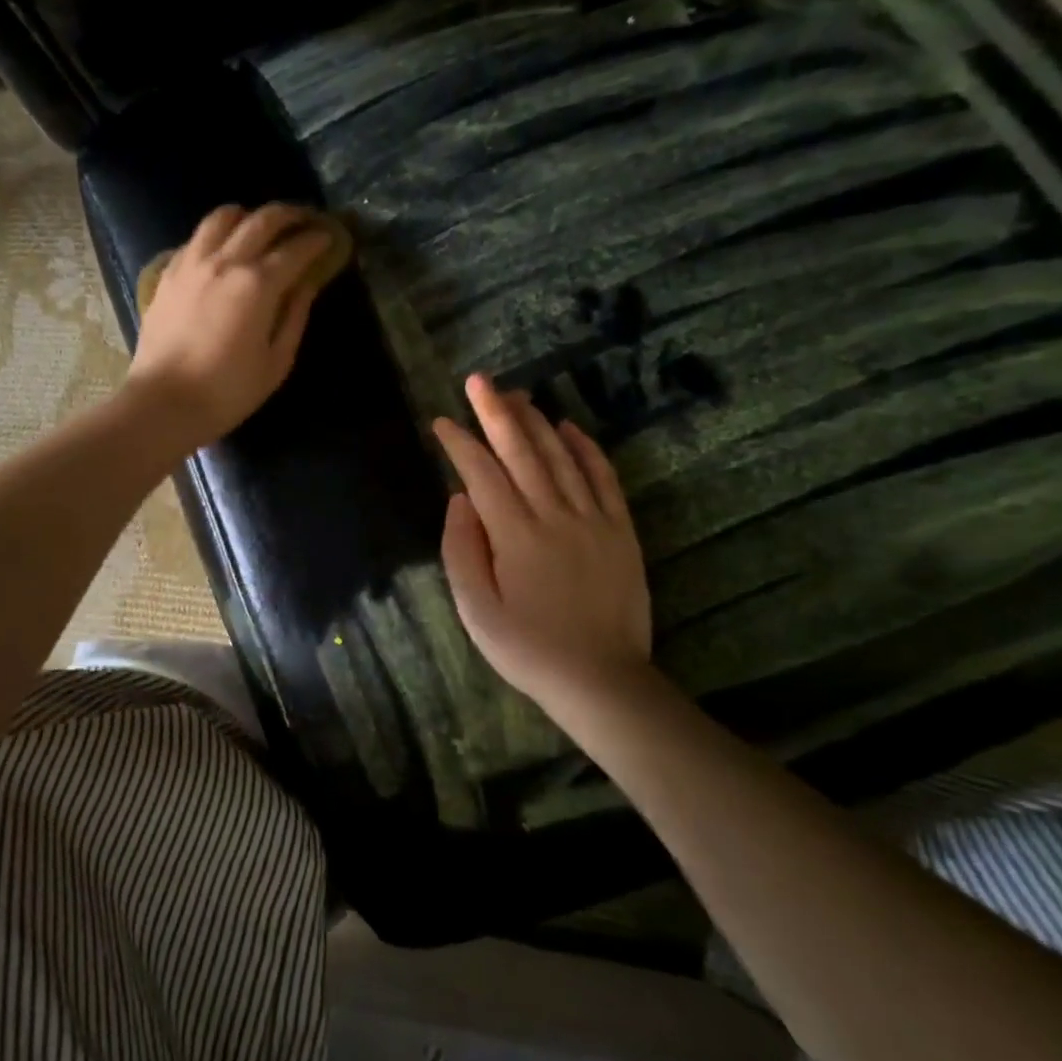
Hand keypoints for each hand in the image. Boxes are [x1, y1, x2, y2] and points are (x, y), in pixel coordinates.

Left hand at [125, 203, 332, 450]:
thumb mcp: (276, 362)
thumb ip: (295, 317)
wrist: (164, 402)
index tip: (329, 237)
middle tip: (302, 220)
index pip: (295, 249)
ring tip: (258, 226)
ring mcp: (192, 263)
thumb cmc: (228, 391)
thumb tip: (306, 285)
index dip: (316, 240)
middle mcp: (225, 261)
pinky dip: (216, 235)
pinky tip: (221, 250)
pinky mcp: (168, 273)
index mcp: (258, 284)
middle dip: (288, 215)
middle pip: (261, 220)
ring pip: (222, 217)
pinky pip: (196, 238)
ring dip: (247, 216)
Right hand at [433, 373, 653, 722]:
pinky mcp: (619, 530)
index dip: (460, 444)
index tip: (442, 422)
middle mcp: (554, 515)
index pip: (482, 474)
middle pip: (522, 451)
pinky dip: (586, 447)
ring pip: (561, 456)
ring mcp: (592, 519)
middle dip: (497, 412)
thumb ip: (462, 551)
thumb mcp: (476, 611)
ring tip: (516, 395)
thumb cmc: (528, 649)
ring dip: (536, 421)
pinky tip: (569, 427)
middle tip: (479, 381)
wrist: (601, 679)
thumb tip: (459, 499)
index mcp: (514, 535)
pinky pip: (603, 477)